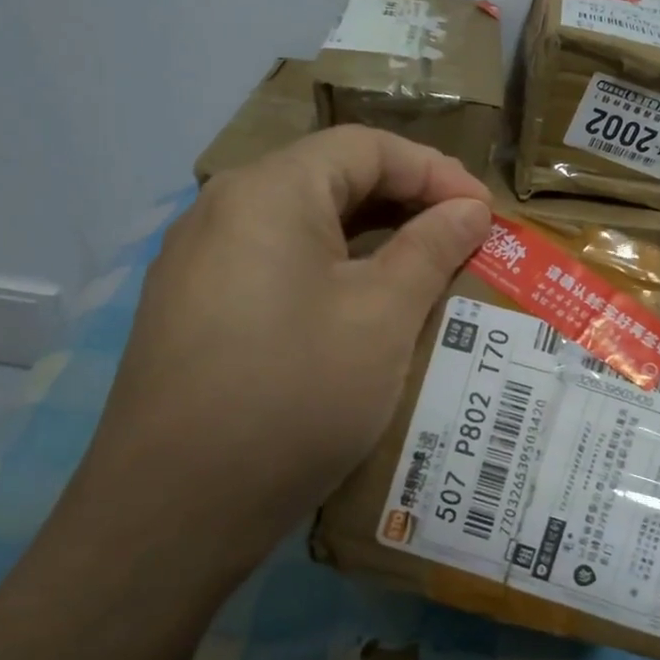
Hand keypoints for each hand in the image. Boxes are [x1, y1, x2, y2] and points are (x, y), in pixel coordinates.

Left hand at [65, 127, 491, 601]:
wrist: (174, 512)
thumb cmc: (295, 396)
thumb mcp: (382, 317)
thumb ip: (431, 248)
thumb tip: (469, 208)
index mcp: (268, 193)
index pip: (366, 147)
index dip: (435, 171)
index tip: (486, 214)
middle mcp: (224, 212)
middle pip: (332, 180)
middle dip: (407, 204)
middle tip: (464, 242)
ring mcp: (201, 264)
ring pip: (306, 228)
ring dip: (373, 242)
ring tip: (426, 276)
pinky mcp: (197, 311)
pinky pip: (279, 268)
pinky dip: (334, 275)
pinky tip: (365, 315)